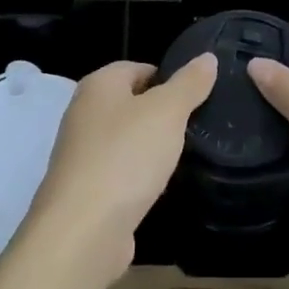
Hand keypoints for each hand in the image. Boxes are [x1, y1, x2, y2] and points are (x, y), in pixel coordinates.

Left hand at [22, 55, 217, 284]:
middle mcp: (82, 114)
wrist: (83, 231)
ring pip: (124, 140)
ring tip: (181, 156)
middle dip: (160, 114)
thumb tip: (208, 57)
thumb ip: (189, 84)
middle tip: (194, 125)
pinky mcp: (84, 191)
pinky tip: (157, 187)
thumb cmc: (126, 157)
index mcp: (98, 86)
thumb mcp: (167, 112)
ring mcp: (80, 155)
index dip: (167, 77)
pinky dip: (137, 177)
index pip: (136, 67)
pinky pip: (118, 173)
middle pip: (129, 104)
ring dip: (149, 147)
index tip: (195, 96)